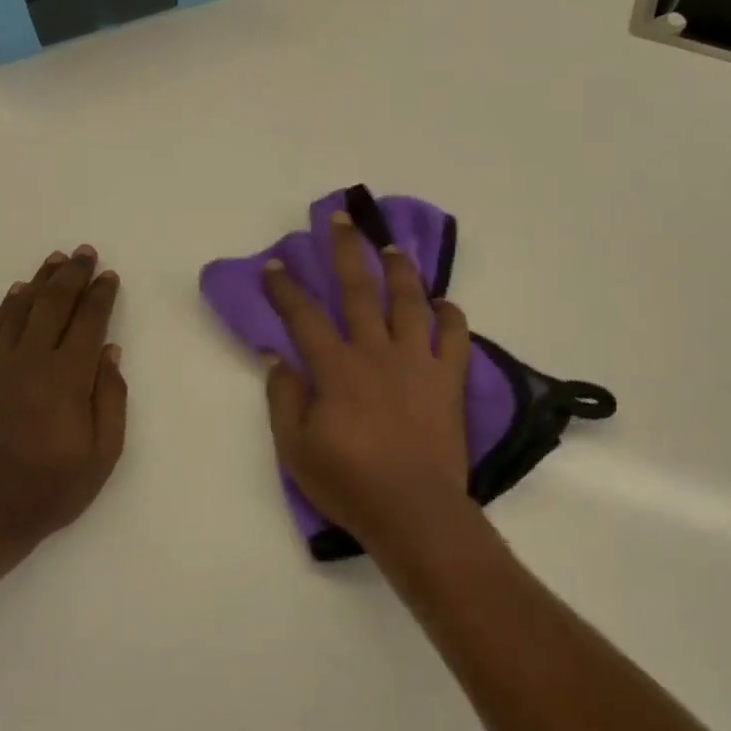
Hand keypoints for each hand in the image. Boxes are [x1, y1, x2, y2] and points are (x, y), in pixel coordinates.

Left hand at [0, 246, 127, 555]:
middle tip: (84, 252)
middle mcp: (31, 361)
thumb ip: (110, 400)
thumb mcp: (102, 455)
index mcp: (67, 379)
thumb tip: (110, 352)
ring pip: (21, 310)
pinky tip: (17, 293)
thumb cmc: (51, 490)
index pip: (88, 323)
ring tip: (55, 260)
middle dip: (72, 275)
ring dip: (40, 281)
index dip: (100, 296)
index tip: (109, 275)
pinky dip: (6, 308)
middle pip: (53, 305)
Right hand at [262, 211, 472, 553]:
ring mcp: (418, 363)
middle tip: (340, 219)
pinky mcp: (449, 380)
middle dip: (346, 251)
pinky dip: (451, 316)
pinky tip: (444, 303)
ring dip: (400, 271)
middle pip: (359, 291)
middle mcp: (376, 353)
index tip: (273, 265)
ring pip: (409, 303)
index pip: (303, 317)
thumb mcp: (295, 449)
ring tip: (393, 247)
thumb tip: (278, 357)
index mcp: (336, 369)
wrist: (414, 510)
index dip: (285, 288)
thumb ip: (284, 398)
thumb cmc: (349, 483)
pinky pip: (456, 338)